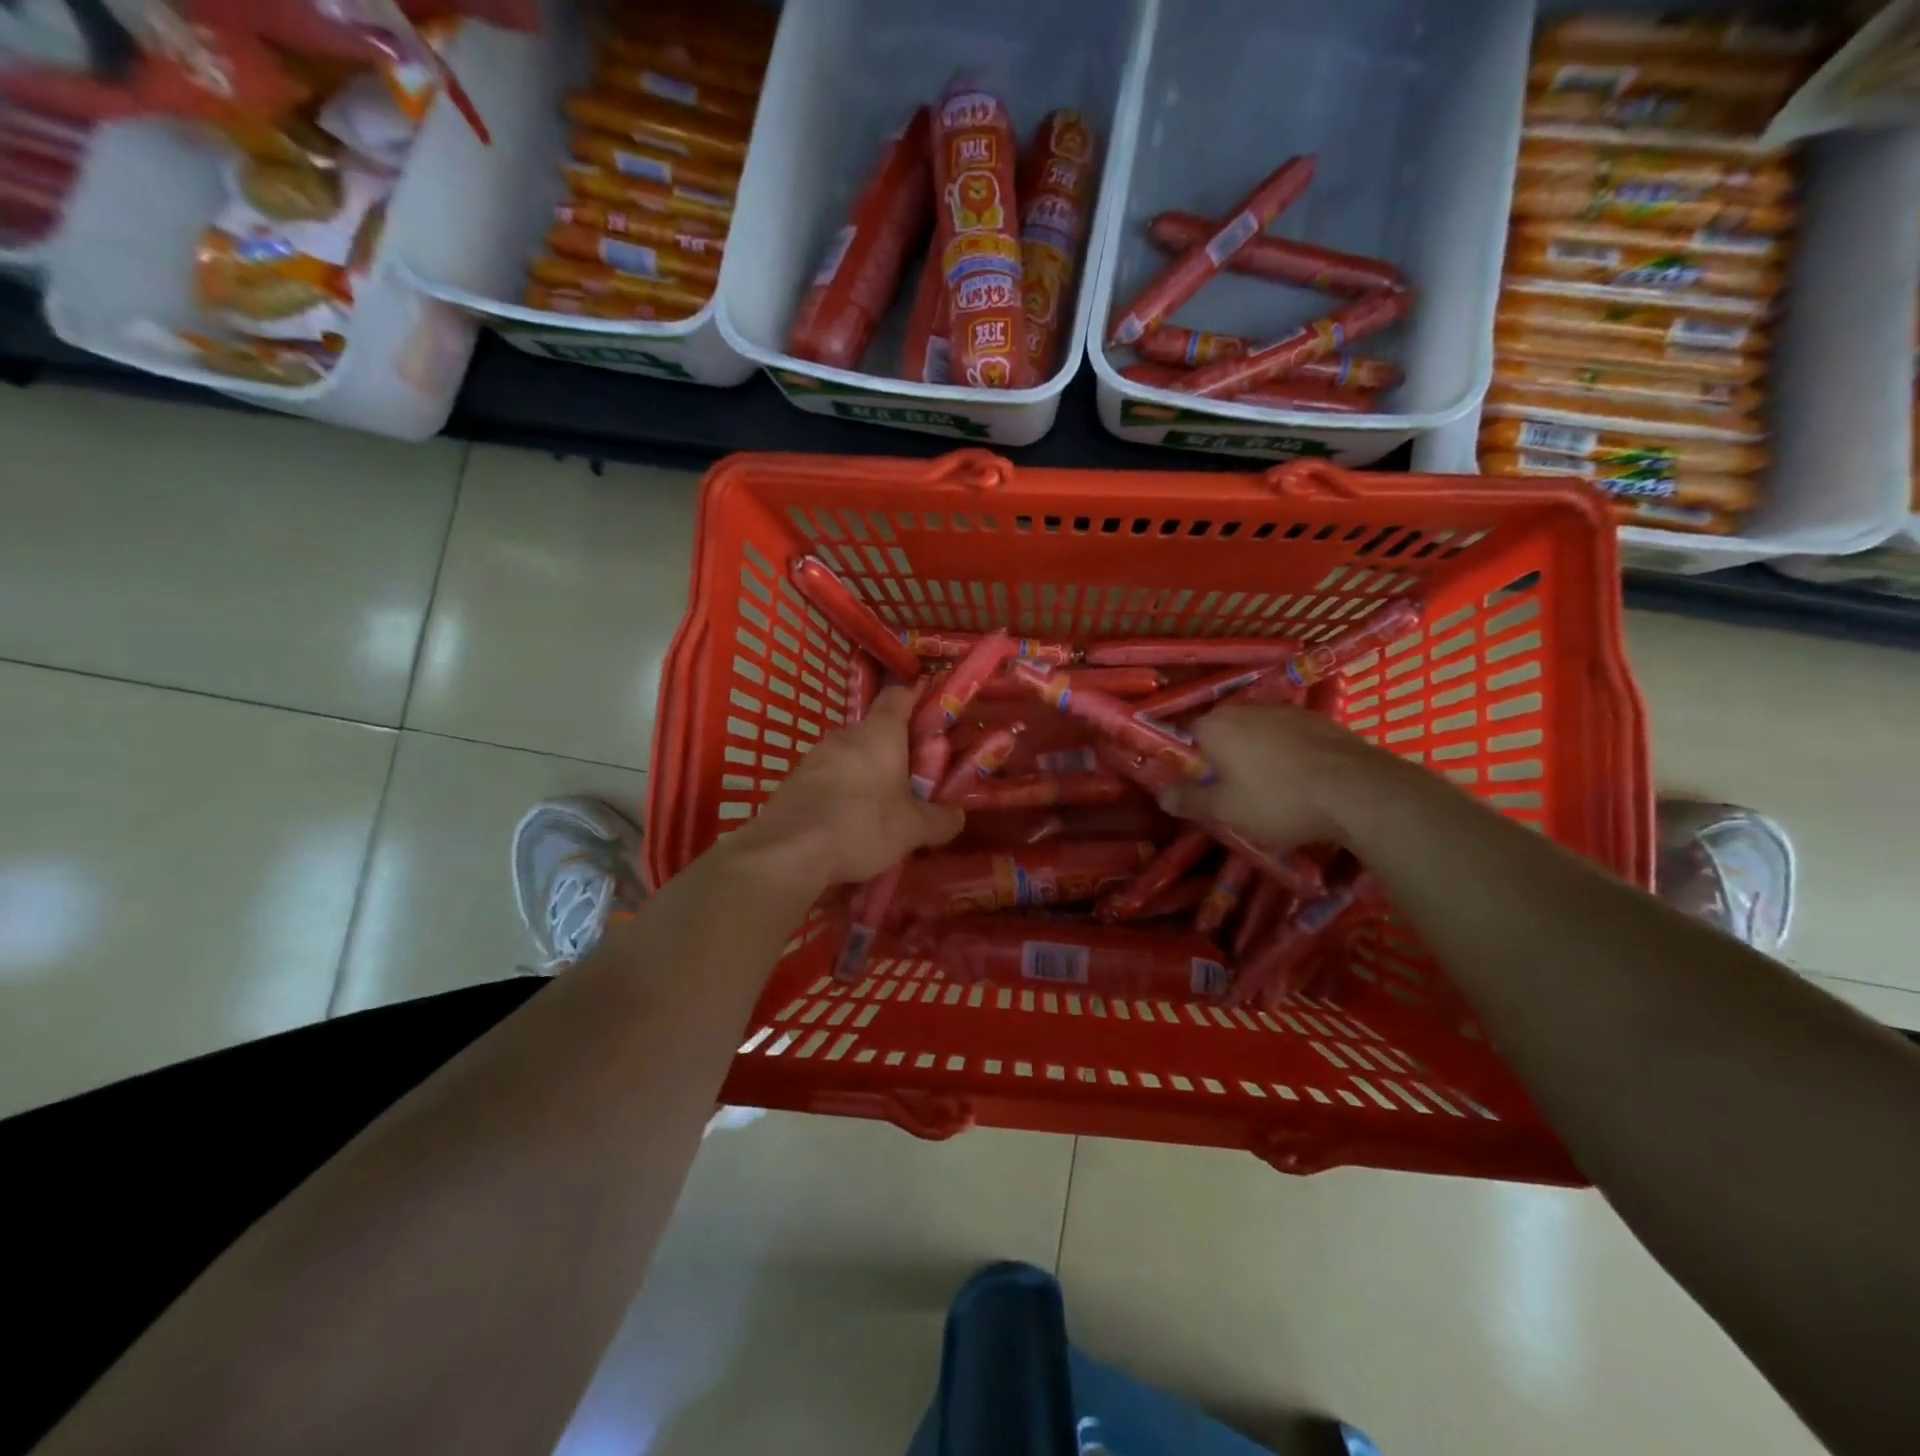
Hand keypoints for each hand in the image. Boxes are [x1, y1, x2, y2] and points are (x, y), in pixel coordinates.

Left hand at [728, 685, 964, 889]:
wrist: (787, 851)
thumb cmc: (861, 825)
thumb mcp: (913, 829)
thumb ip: (941, 819)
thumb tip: (957, 816)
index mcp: (879, 733)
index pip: (899, 696)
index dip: (917, 700)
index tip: (933, 717)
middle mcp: (845, 735)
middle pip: (876, 731)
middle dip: (896, 751)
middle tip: (915, 779)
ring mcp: (814, 757)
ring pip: (851, 756)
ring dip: (868, 773)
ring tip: (883, 806)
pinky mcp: (794, 782)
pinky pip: (829, 778)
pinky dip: (843, 792)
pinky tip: (850, 822)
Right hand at [1157, 705, 1396, 848]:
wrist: (1359, 792)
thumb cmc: (1278, 800)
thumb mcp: (1225, 811)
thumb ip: (1189, 801)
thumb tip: (1161, 795)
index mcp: (1216, 725)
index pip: (1187, 735)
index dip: (1190, 761)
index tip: (1200, 787)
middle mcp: (1247, 708)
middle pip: (1224, 732)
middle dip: (1224, 758)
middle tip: (1233, 793)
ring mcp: (1288, 711)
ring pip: (1259, 733)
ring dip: (1258, 756)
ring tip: (1271, 791)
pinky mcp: (1321, 721)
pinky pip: (1290, 738)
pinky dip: (1289, 755)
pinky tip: (1301, 782)